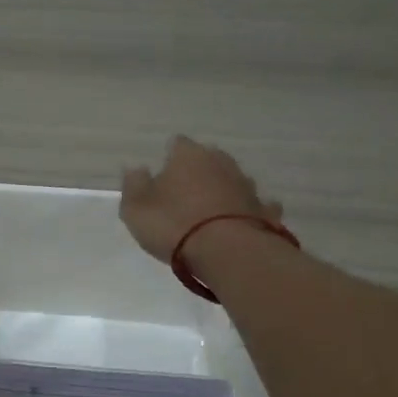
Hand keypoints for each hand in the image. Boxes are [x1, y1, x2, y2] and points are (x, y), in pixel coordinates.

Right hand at [119, 135, 281, 262]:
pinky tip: (240, 223)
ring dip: (221, 190)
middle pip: (207, 159)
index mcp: (188, 155)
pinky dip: (246, 210)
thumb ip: (133, 185)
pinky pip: (254, 205)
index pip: (176, 144)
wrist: (228, 252)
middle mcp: (220, 161)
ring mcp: (247, 184)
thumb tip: (136, 169)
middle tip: (183, 197)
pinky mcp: (264, 210)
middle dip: (197, 173)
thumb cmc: (174, 225)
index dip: (167, 159)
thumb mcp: (136, 208)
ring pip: (231, 180)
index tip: (160, 178)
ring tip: (209, 213)